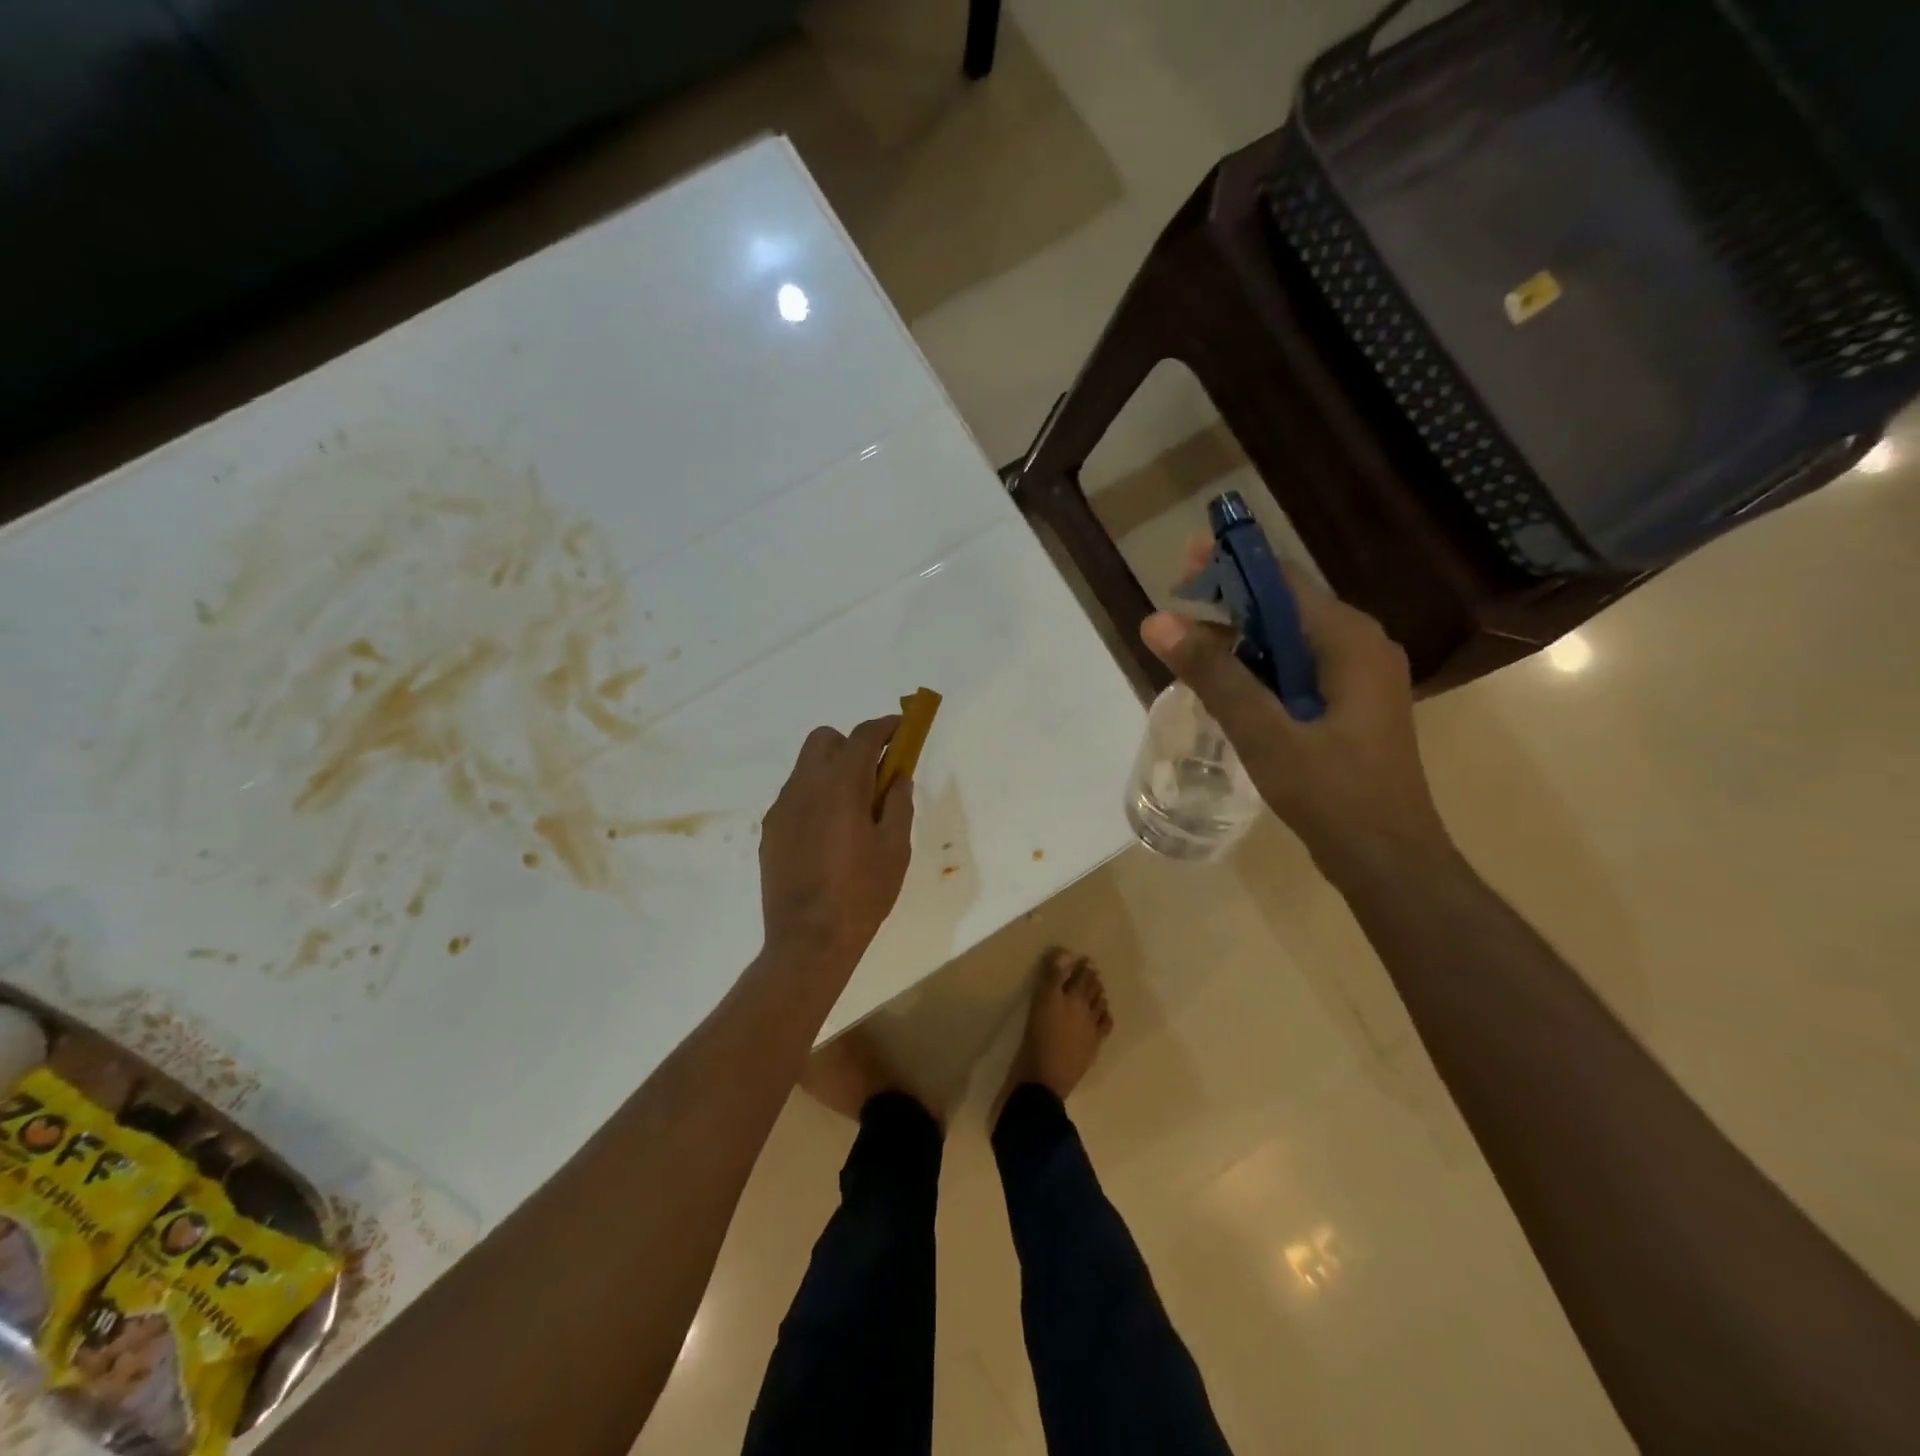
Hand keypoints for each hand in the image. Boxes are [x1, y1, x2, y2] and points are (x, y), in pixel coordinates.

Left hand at [759, 717, 915, 974]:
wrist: (808, 940)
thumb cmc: (862, 894)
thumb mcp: (895, 849)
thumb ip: (897, 805)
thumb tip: (897, 778)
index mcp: (840, 786)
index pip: (863, 736)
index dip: (886, 727)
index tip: (902, 728)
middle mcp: (805, 786)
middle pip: (824, 740)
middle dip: (851, 744)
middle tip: (874, 774)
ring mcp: (782, 808)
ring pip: (806, 767)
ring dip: (832, 771)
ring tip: (853, 811)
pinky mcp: (770, 831)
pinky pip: (795, 797)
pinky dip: (815, 797)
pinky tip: (829, 835)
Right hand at [1140, 549, 1451, 883]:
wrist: (1388, 860)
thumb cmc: (1330, 792)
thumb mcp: (1263, 731)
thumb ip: (1213, 674)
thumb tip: (1157, 620)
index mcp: (1349, 640)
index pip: (1282, 580)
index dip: (1230, 567)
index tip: (1180, 569)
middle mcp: (1361, 646)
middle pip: (1285, 607)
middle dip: (1229, 606)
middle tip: (1173, 619)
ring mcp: (1360, 678)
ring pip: (1289, 642)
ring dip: (1241, 642)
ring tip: (1189, 656)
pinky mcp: (1351, 706)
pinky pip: (1298, 671)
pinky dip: (1260, 671)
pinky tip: (1227, 691)